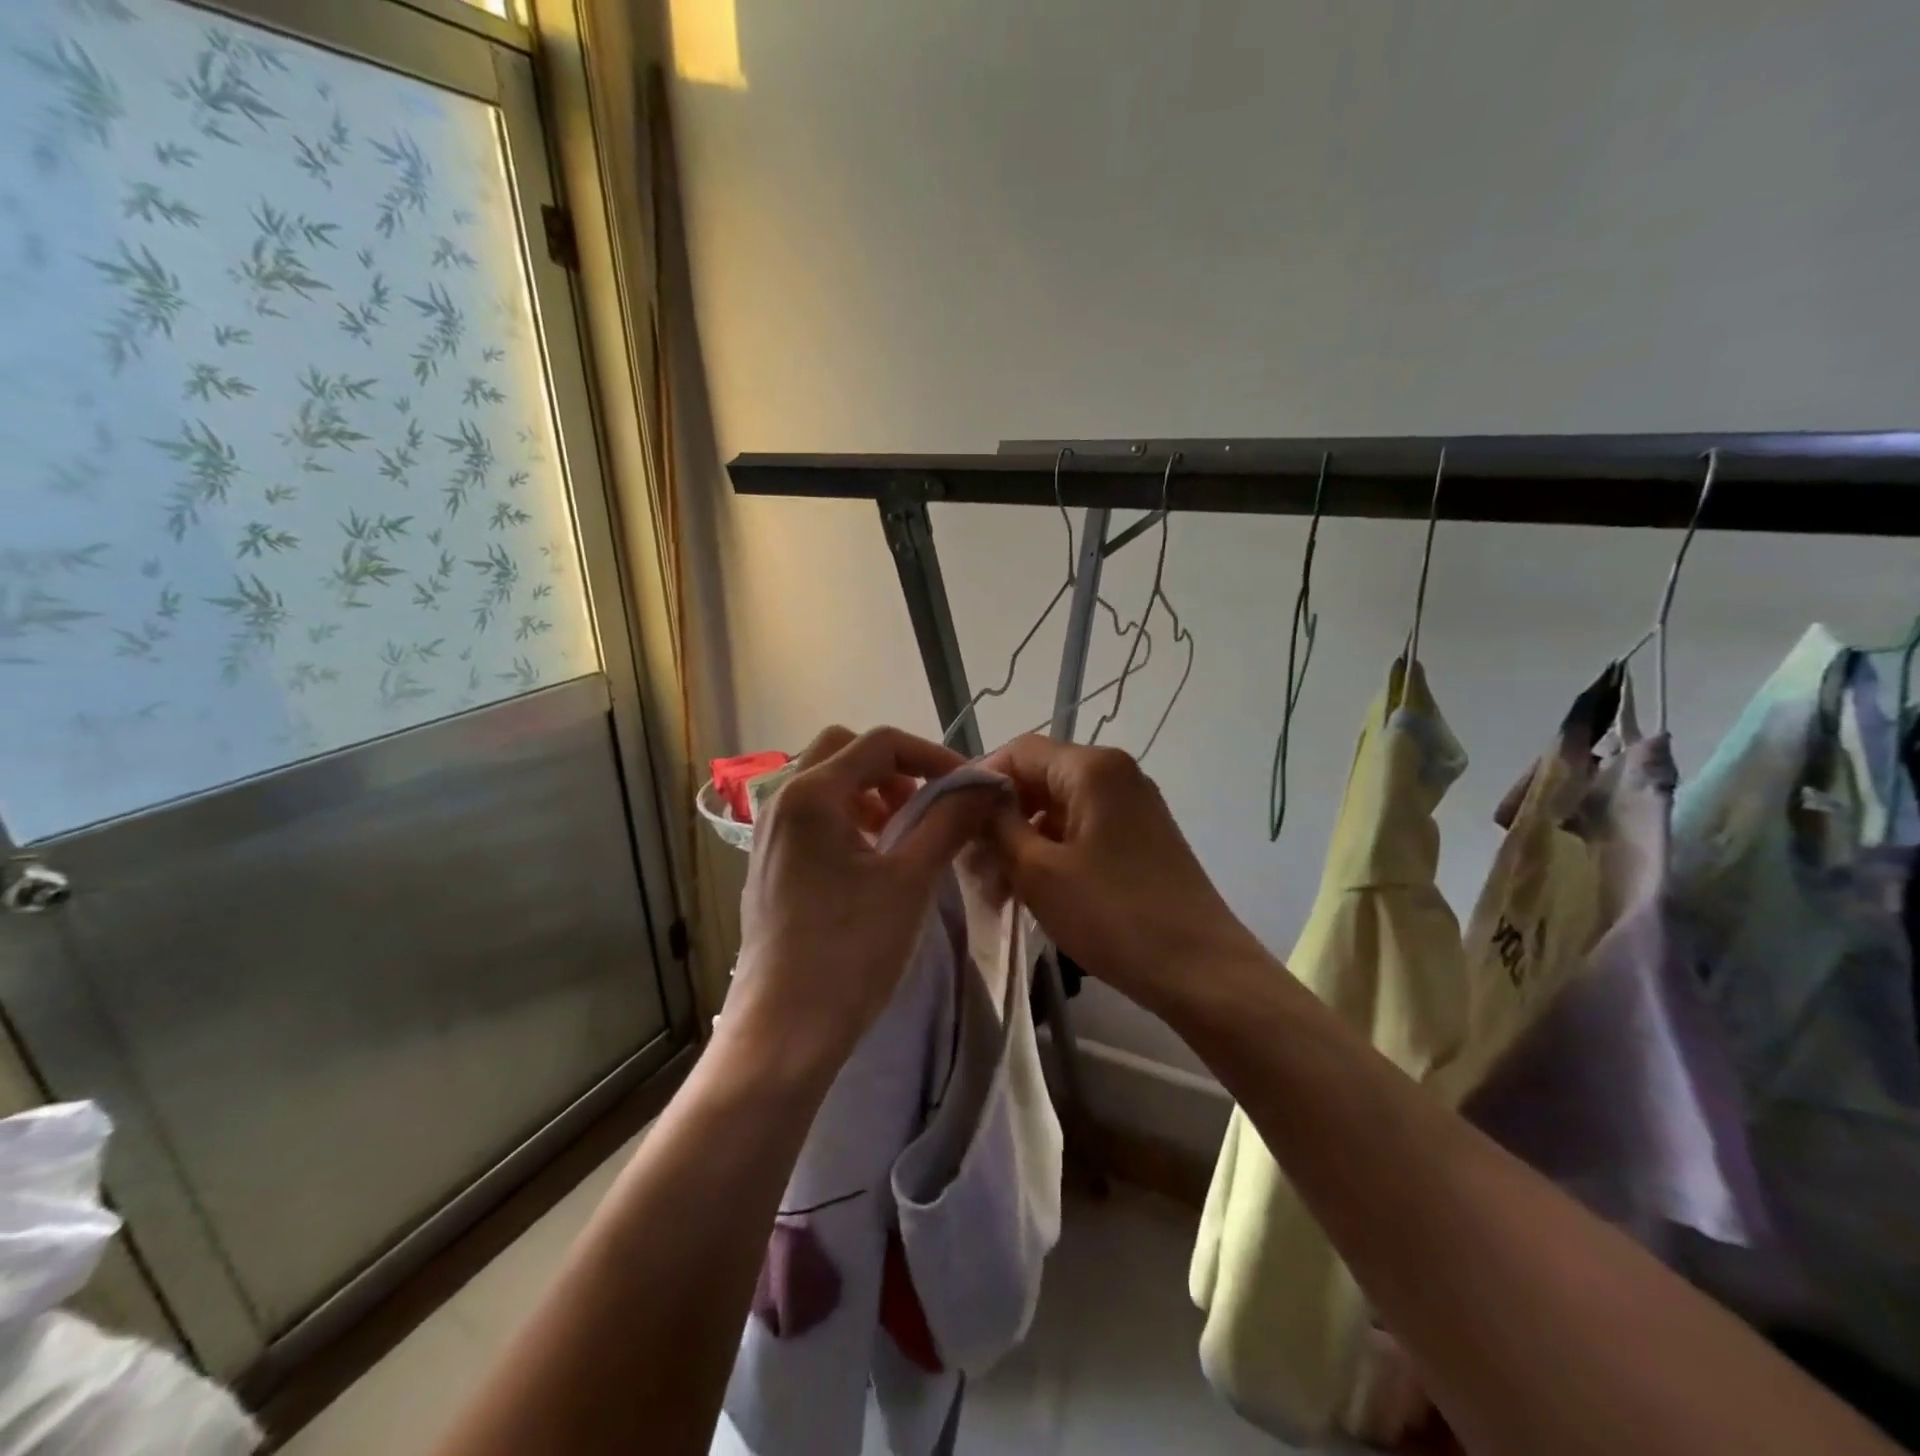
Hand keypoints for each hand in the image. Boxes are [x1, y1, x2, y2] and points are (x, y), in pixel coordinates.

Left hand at [727, 726, 1004, 1075]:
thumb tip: (983, 786)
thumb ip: (949, 821)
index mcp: (812, 794)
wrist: (784, 1030)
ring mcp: (769, 833)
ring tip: (906, 833)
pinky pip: (813, 816)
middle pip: (845, 751)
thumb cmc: (850, 950)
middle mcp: (782, 801)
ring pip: (827, 783)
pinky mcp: (769, 863)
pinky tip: (874, 860)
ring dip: (872, 792)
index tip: (968, 786)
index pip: (880, 743)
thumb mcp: (911, 880)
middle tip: (929, 804)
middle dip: (895, 768)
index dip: (932, 756)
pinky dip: (850, 818)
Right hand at [982, 736, 1262, 1015]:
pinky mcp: (1142, 836)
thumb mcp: (1038, 871)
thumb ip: (997, 824)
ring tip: (999, 885)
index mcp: (1093, 768)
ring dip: (1025, 838)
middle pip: (1041, 777)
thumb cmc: (1113, 915)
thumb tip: (974, 797)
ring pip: (1061, 807)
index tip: (951, 820)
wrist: (1201, 970)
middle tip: (971, 860)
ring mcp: (1134, 805)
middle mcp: (1117, 774)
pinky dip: (1054, 850)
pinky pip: (1085, 828)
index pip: (1019, 751)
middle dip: (1002, 814)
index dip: (980, 779)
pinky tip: (1035, 889)